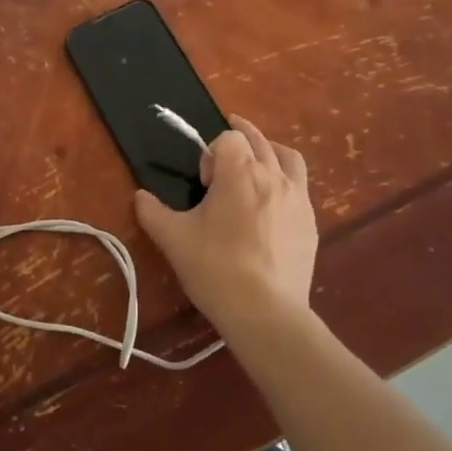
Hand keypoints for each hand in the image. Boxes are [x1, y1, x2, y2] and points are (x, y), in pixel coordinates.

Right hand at [133, 116, 316, 338]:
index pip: (229, 138)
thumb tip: (140, 196)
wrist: (265, 312)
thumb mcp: (173, 239)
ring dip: (270, 152)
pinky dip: (286, 183)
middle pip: (259, 140)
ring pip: (288, 158)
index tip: (204, 182)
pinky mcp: (311, 223)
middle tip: (225, 152)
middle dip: (240, 138)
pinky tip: (274, 205)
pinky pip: (301, 188)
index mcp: (239, 172)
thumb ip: (152, 212)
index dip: (212, 152)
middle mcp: (272, 176)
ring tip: (258, 162)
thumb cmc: (215, 267)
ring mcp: (298, 199)